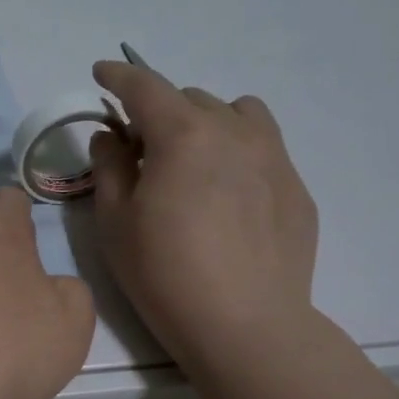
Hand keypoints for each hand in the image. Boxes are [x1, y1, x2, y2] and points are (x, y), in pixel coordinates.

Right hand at [89, 61, 318, 365]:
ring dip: (206, 122)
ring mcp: (274, 157)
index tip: (101, 72)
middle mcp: (233, 132)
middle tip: (140, 149)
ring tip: (192, 160)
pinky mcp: (296, 188)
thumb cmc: (164, 274)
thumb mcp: (115, 221)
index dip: (118, 76)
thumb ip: (109, 167)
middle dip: (159, 112)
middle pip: (190, 99)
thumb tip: (111, 136)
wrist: (246, 325)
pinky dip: (236, 152)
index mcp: (183, 135)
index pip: (145, 87)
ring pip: (236, 114)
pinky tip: (227, 196)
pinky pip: (263, 148)